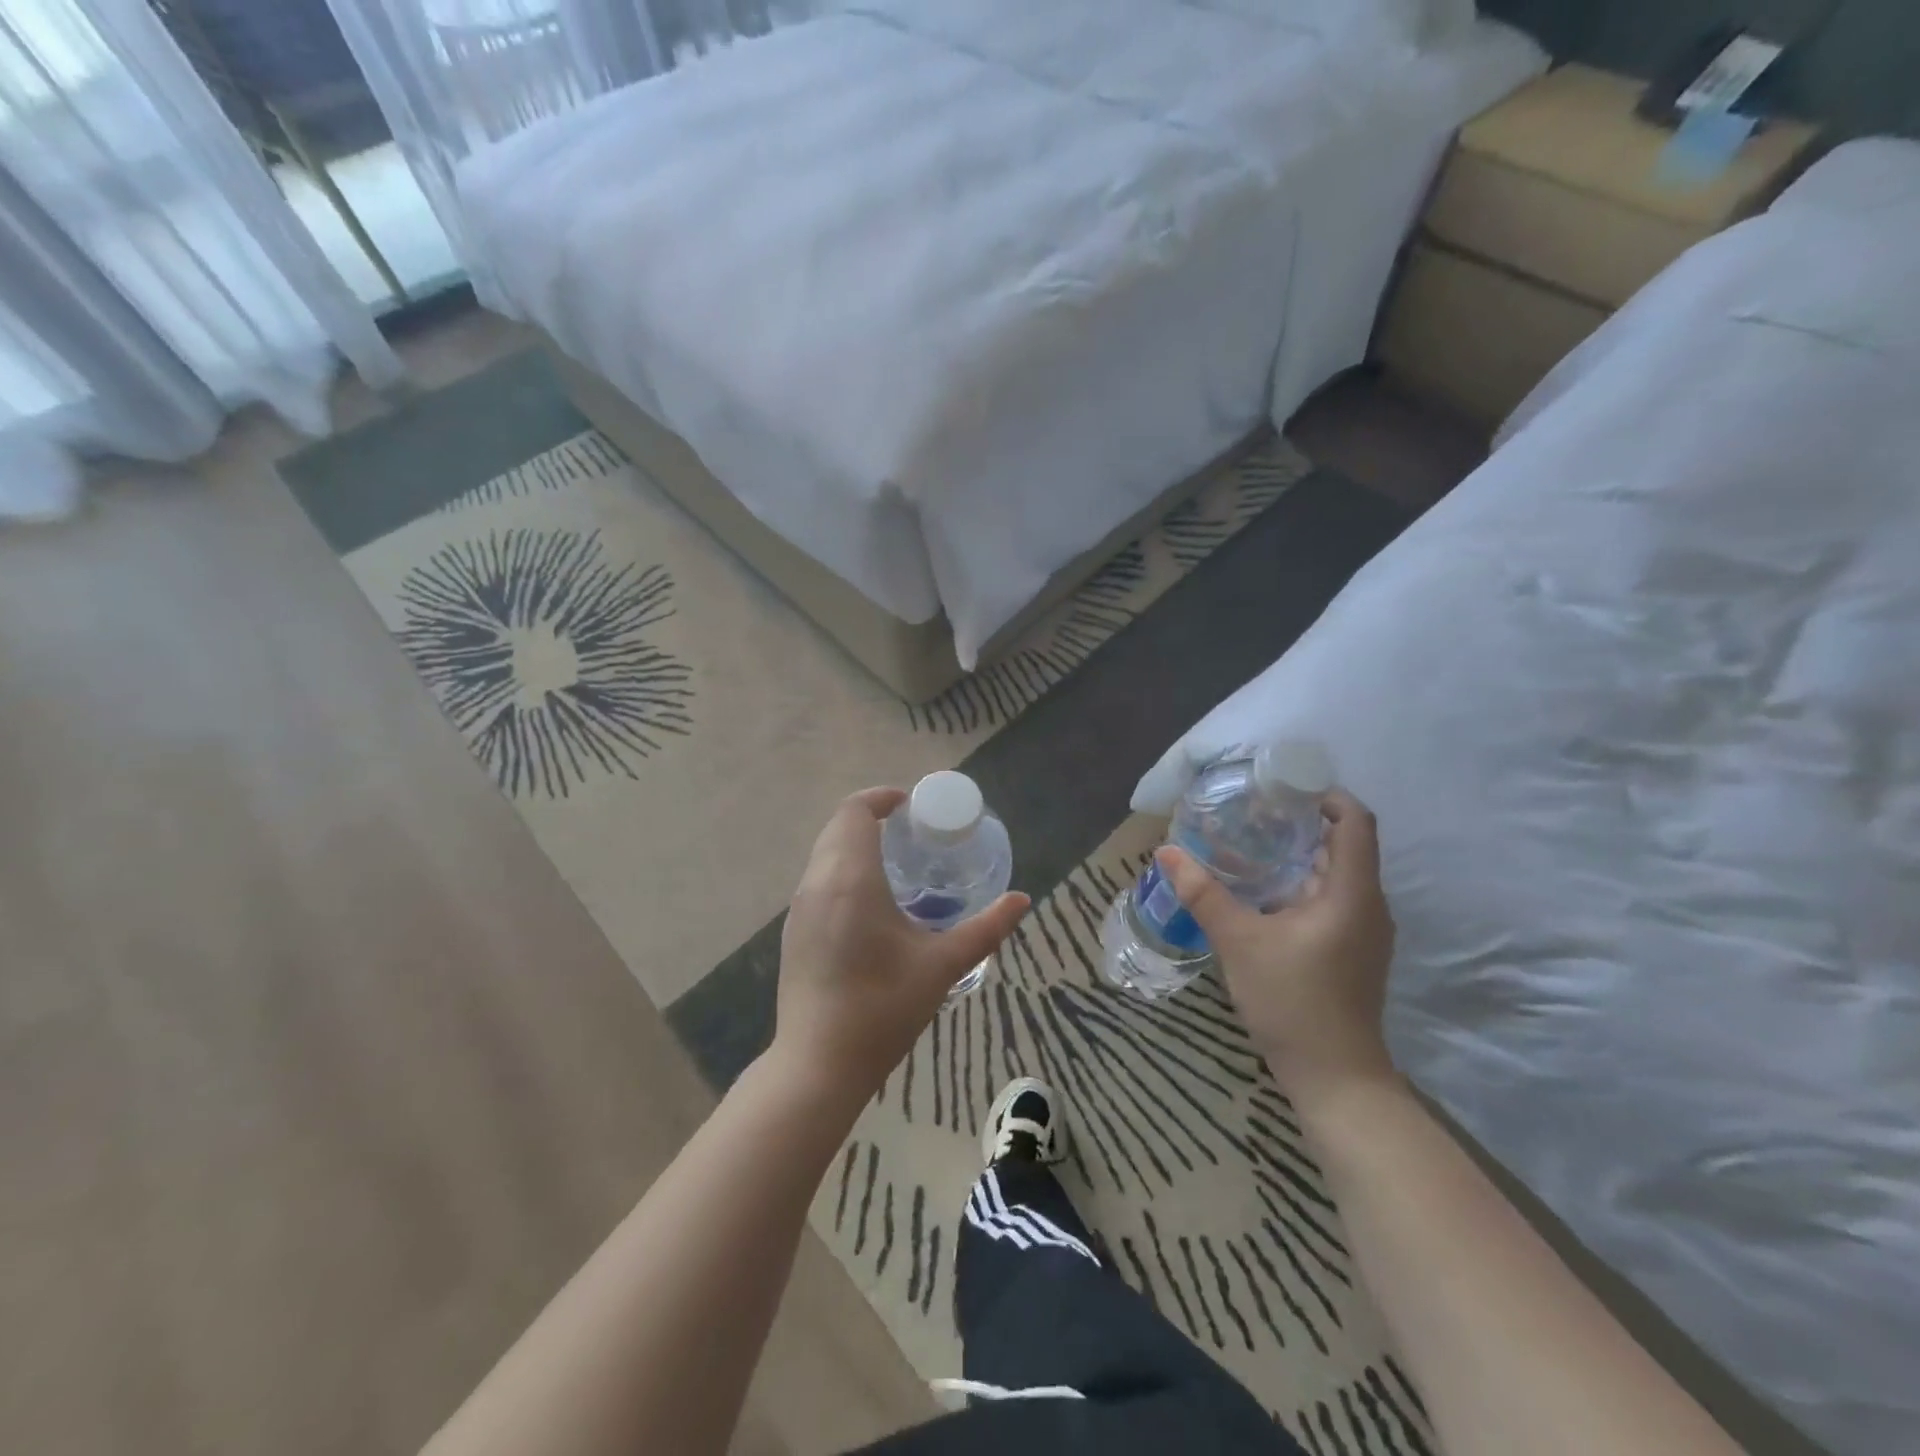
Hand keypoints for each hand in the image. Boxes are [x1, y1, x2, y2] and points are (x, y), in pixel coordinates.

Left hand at [773, 787, 1028, 1109]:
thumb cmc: (883, 1008)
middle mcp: (817, 882)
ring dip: (855, 844)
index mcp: (850, 878)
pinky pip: (817, 879)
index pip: (855, 811)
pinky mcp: (793, 931)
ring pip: (824, 853)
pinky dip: (842, 870)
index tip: (912, 807)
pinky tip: (871, 903)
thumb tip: (1022, 900)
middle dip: (872, 818)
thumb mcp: (942, 966)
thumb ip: (986, 928)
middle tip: (912, 834)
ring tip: (897, 865)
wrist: (818, 1064)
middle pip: (838, 826)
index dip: (881, 798)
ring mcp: (799, 907)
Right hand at [1158, 789, 1396, 1106]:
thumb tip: (1166, 852)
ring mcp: (1364, 931)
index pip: (1355, 822)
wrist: (1335, 1078)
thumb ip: (1203, 893)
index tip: (1284, 788)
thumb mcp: (1239, 941)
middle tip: (1253, 813)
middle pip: (1344, 845)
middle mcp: (1368, 905)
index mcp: (1352, 892)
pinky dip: (1300, 886)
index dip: (1326, 796)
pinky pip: (1331, 900)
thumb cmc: (1293, 1001)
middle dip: (1302, 824)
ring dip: (1298, 857)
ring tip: (1250, 846)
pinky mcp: (1353, 952)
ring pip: (1336, 876)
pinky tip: (1262, 894)